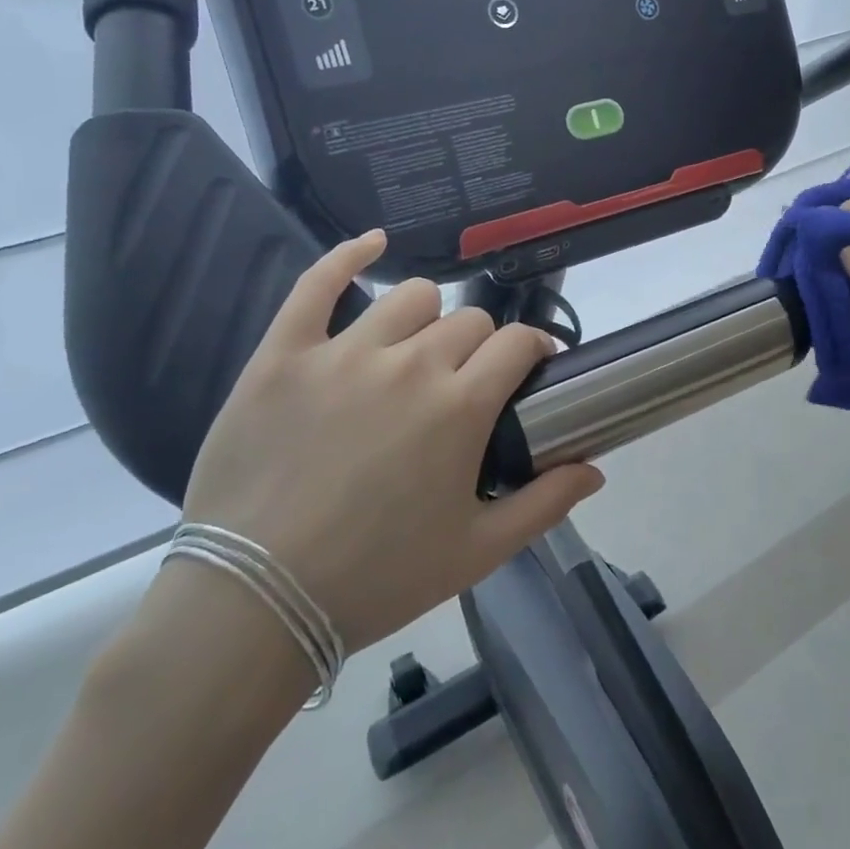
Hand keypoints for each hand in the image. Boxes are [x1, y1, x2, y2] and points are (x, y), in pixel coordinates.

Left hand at [178, 230, 604, 655]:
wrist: (254, 603)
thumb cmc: (376, 579)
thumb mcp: (477, 552)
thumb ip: (545, 504)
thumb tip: (595, 467)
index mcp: (460, 407)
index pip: (517, 343)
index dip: (532, 350)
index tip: (530, 370)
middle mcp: (410, 365)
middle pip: (469, 321)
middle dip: (481, 347)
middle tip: (464, 385)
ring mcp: (343, 353)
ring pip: (410, 297)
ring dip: (427, 318)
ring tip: (415, 349)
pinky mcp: (284, 355)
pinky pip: (318, 283)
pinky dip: (349, 255)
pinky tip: (372, 245)